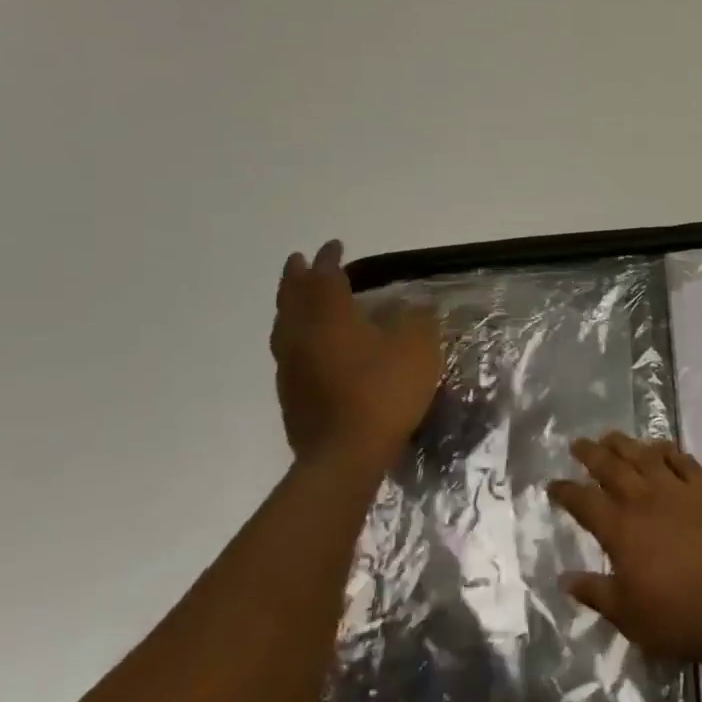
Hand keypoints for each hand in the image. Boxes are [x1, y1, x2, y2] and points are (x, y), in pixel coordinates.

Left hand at [270, 239, 441, 477]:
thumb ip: (417, 320)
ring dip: (288, 305)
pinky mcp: (290, 395)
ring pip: (284, 326)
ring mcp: (291, 368)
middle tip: (298, 260)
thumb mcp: (418, 350)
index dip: (330, 260)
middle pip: (293, 298)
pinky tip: (305, 345)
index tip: (335, 245)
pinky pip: (288, 352)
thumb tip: (413, 305)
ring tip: (295, 298)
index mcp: (331, 318)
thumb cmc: (384, 393)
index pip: (326, 279)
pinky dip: (293, 336)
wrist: (344, 456)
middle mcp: (303, 336)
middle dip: (297, 277)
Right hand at [549, 433, 701, 661]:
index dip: (566, 491)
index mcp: (620, 530)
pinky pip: (684, 461)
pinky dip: (669, 450)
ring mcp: (678, 491)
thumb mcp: (627, 614)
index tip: (553, 484)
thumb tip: (564, 578)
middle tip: (578, 443)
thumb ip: (595, 592)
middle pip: (612, 468)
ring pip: (646, 456)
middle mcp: (645, 501)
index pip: (584, 502)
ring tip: (612, 436)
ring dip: (626, 444)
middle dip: (592, 454)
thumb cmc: (677, 615)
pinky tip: (662, 447)